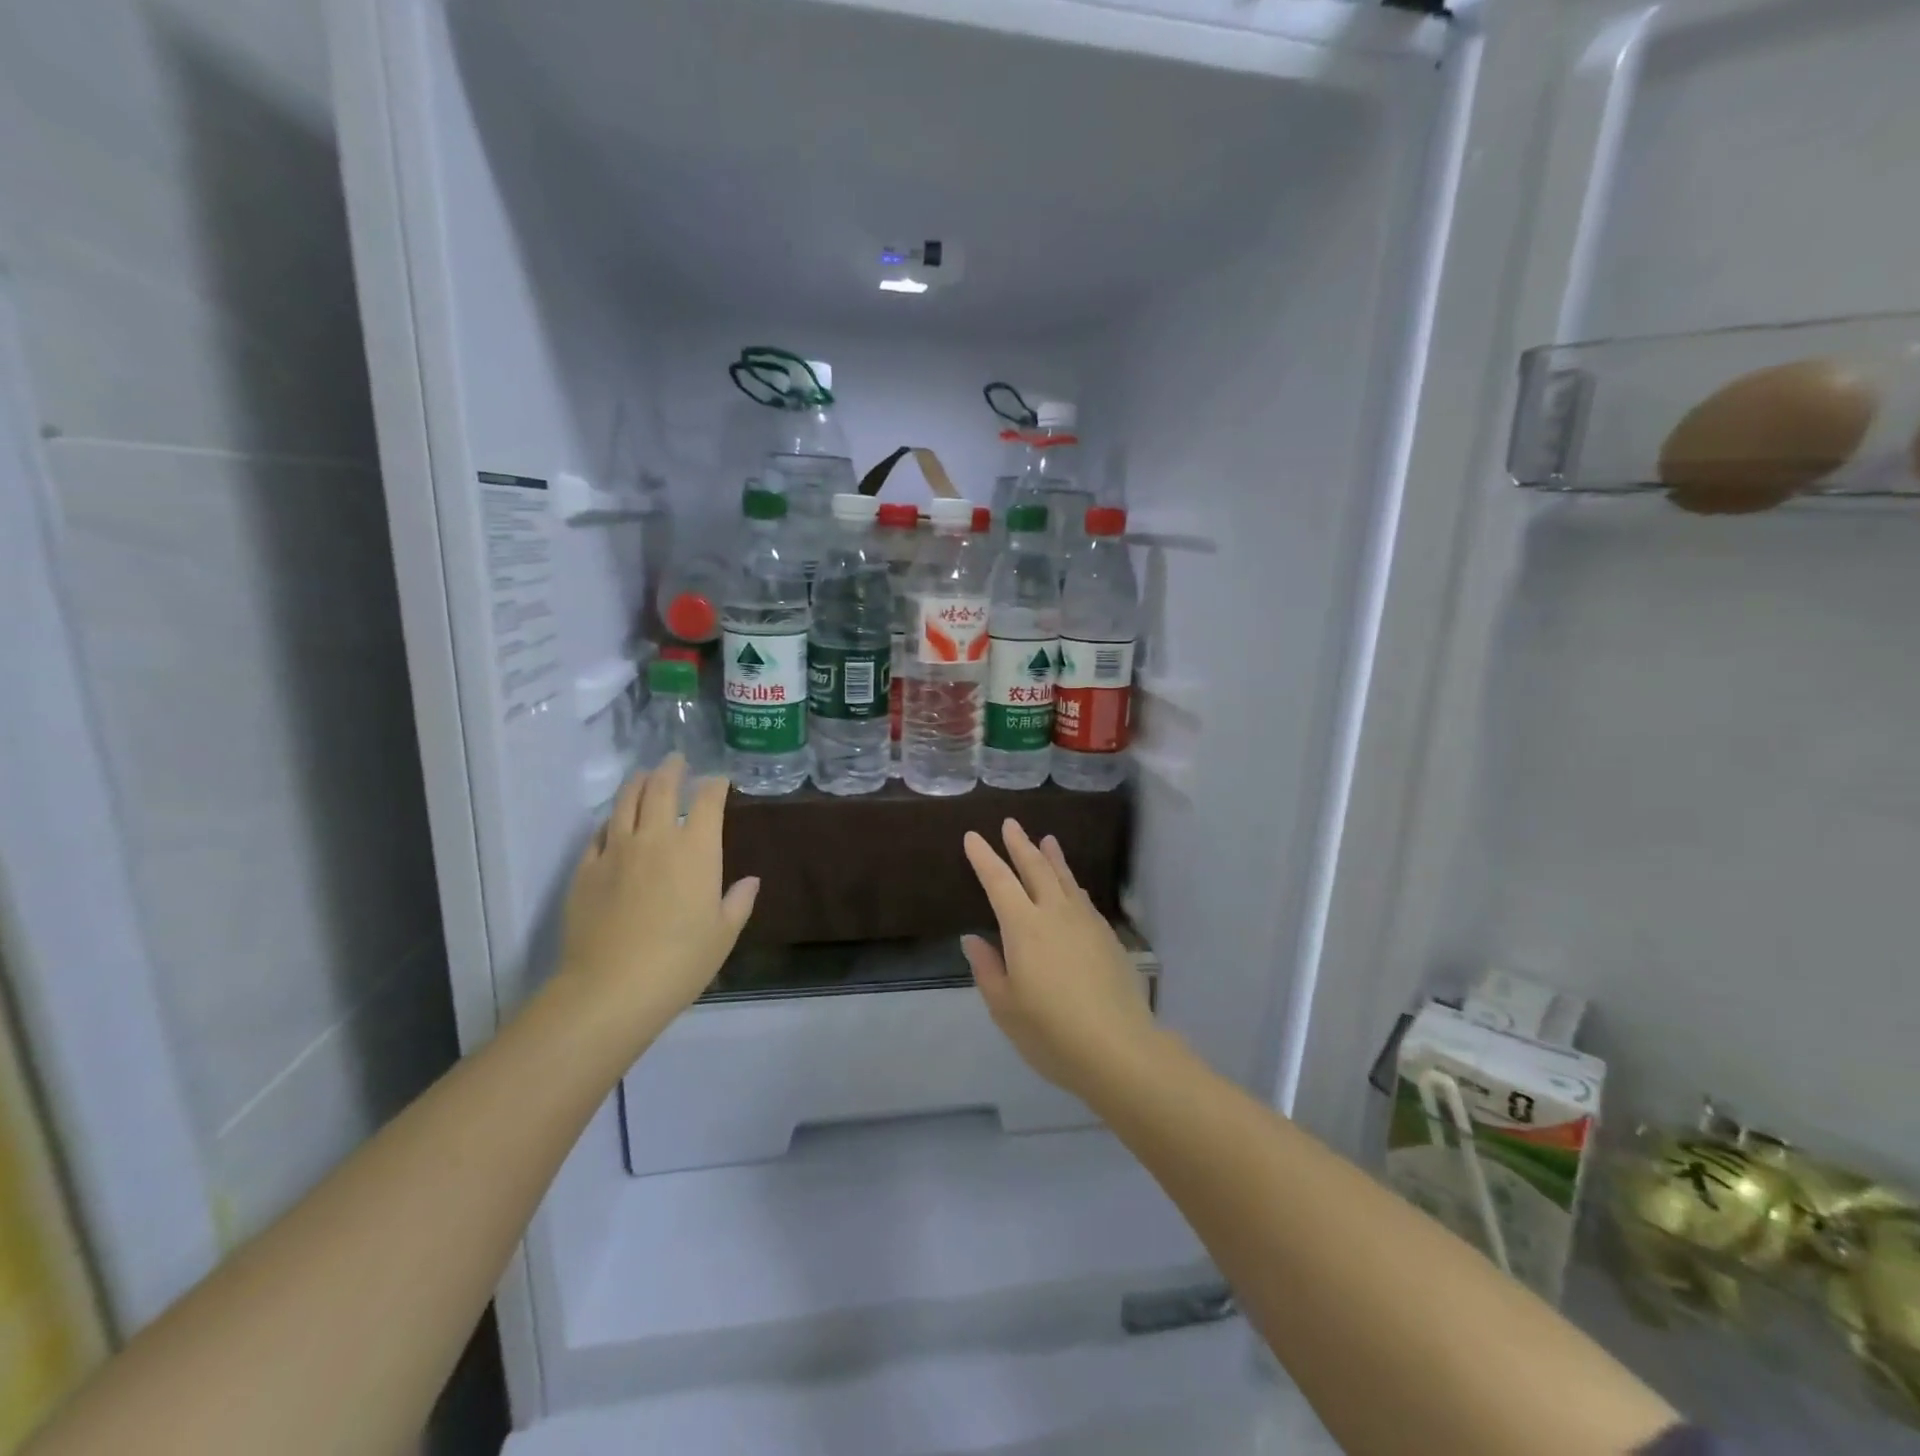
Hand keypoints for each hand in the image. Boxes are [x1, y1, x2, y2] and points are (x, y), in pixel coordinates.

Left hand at [556, 757, 758, 1046]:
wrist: (611, 988)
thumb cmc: (681, 961)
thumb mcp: (723, 934)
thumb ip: (738, 902)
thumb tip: (750, 881)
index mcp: (697, 850)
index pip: (707, 801)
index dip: (714, 785)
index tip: (718, 780)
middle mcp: (656, 839)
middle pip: (661, 789)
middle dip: (672, 770)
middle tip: (676, 760)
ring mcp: (616, 851)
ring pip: (625, 802)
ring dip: (637, 783)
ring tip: (644, 775)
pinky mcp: (586, 869)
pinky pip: (598, 833)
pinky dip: (611, 821)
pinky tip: (614, 823)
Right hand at [962, 820, 1160, 1100]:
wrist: (1118, 1048)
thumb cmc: (1051, 1031)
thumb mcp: (1005, 1007)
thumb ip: (987, 968)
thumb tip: (973, 939)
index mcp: (1023, 927)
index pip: (998, 881)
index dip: (984, 857)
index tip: (973, 837)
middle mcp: (1055, 913)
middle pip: (1035, 868)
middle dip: (1020, 844)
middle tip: (1010, 823)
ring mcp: (1086, 922)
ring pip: (1065, 878)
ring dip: (1052, 857)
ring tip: (1046, 839)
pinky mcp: (1107, 937)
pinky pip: (1083, 898)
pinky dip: (1072, 884)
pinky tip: (1073, 887)